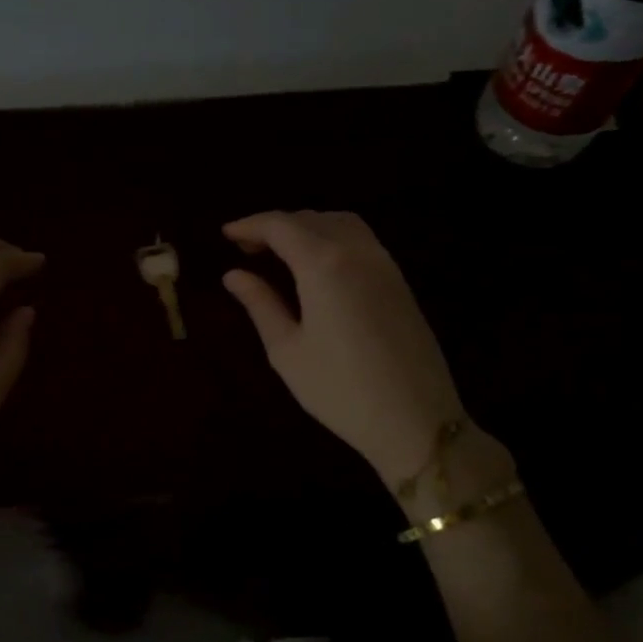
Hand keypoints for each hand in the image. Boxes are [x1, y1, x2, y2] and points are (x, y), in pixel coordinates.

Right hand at [223, 211, 464, 490]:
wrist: (416, 421)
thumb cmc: (340, 390)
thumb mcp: (287, 350)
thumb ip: (260, 304)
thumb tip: (233, 275)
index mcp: (323, 265)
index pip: (280, 226)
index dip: (250, 225)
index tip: (226, 234)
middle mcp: (357, 252)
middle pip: (310, 219)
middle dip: (275, 225)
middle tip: (247, 248)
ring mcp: (384, 265)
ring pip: (340, 224)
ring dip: (307, 227)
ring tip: (281, 252)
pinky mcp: (400, 282)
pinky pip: (361, 240)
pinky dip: (332, 238)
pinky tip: (317, 266)